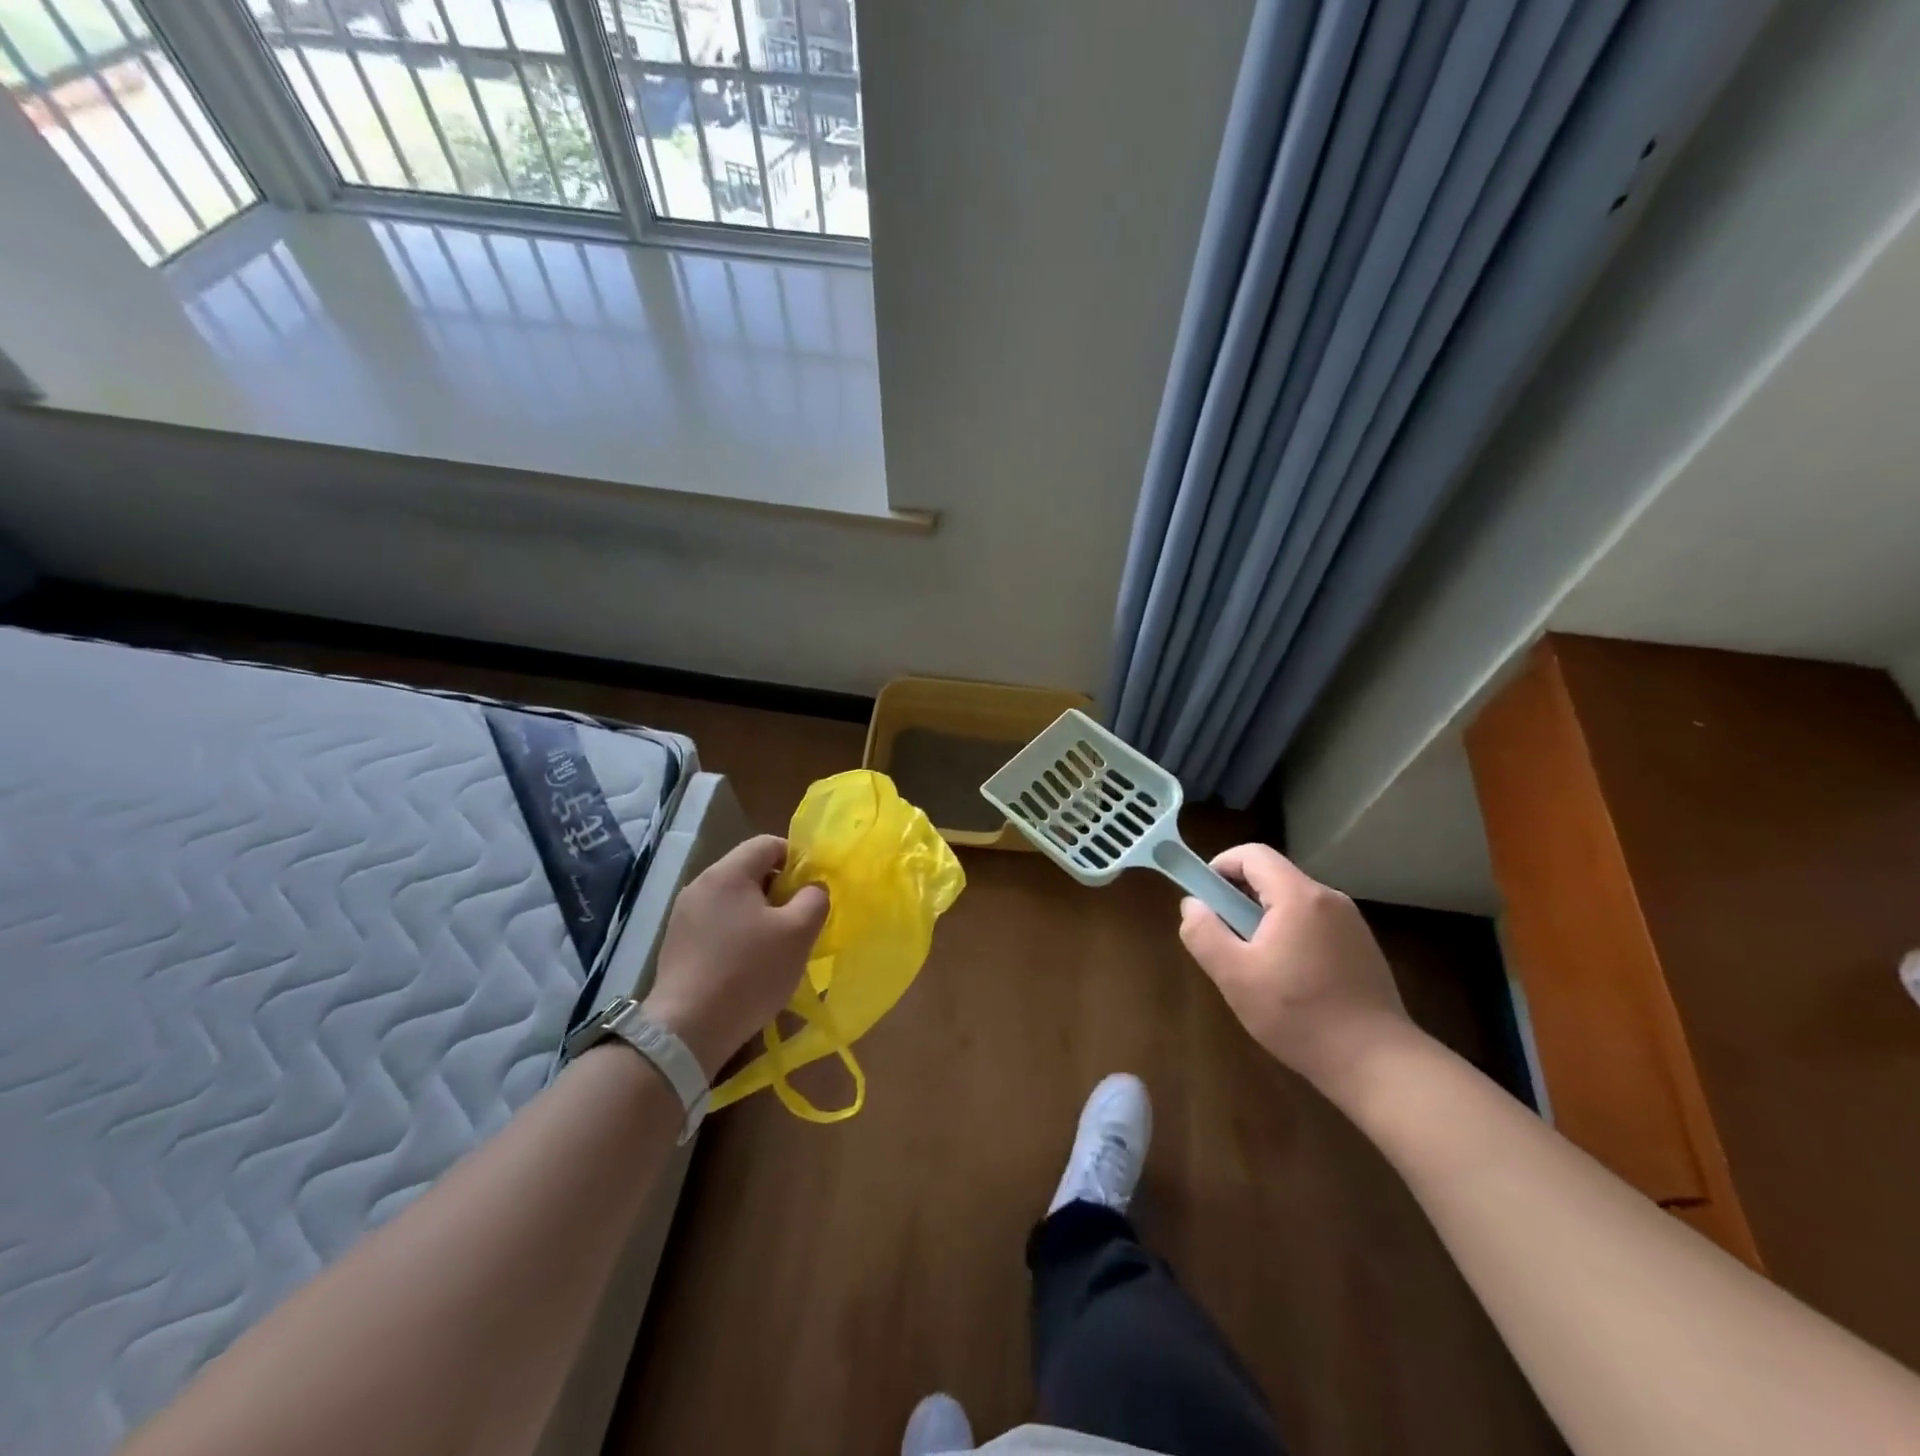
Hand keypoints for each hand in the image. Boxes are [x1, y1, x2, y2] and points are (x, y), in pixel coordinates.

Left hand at [642, 835, 828, 1078]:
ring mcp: (683, 916)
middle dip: (779, 890)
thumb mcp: (798, 933)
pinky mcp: (675, 944)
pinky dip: (737, 935)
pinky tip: (747, 965)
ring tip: (776, 946)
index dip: (797, 859)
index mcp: (727, 873)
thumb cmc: (748, 973)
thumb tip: (813, 888)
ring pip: (733, 900)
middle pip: (749, 871)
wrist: (686, 1030)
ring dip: (759, 915)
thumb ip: (814, 899)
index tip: (812, 890)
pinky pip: (716, 925)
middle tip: (799, 921)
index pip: (767, 844)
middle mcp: (700, 886)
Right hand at [1178, 844, 1412, 1093]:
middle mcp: (1329, 899)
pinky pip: (1314, 924)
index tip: (1204, 898)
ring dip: (1264, 919)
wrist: (1378, 1064)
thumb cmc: (1299, 1015)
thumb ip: (1204, 933)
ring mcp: (1352, 923)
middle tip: (1223, 937)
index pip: (1252, 854)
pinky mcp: (1362, 948)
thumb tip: (1192, 905)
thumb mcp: (1234, 976)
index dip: (1220, 866)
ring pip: (1293, 902)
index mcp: (1299, 896)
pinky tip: (1288, 981)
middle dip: (1239, 898)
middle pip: (1273, 877)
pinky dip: (1291, 935)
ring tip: (1254, 965)